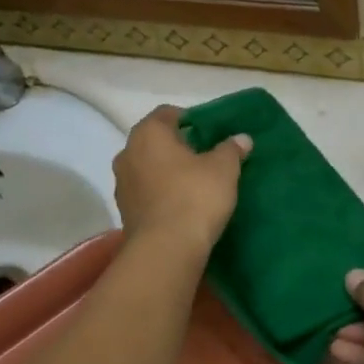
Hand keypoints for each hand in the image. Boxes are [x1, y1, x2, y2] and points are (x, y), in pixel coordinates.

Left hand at [113, 106, 250, 252]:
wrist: (167, 249)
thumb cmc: (195, 196)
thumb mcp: (224, 169)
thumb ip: (231, 149)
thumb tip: (241, 138)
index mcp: (148, 134)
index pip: (167, 113)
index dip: (190, 119)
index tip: (209, 132)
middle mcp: (127, 153)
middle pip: (154, 141)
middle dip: (177, 146)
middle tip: (205, 156)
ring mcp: (122, 183)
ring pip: (148, 167)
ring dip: (167, 171)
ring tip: (194, 183)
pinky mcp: (125, 211)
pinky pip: (145, 192)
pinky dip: (161, 193)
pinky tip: (181, 204)